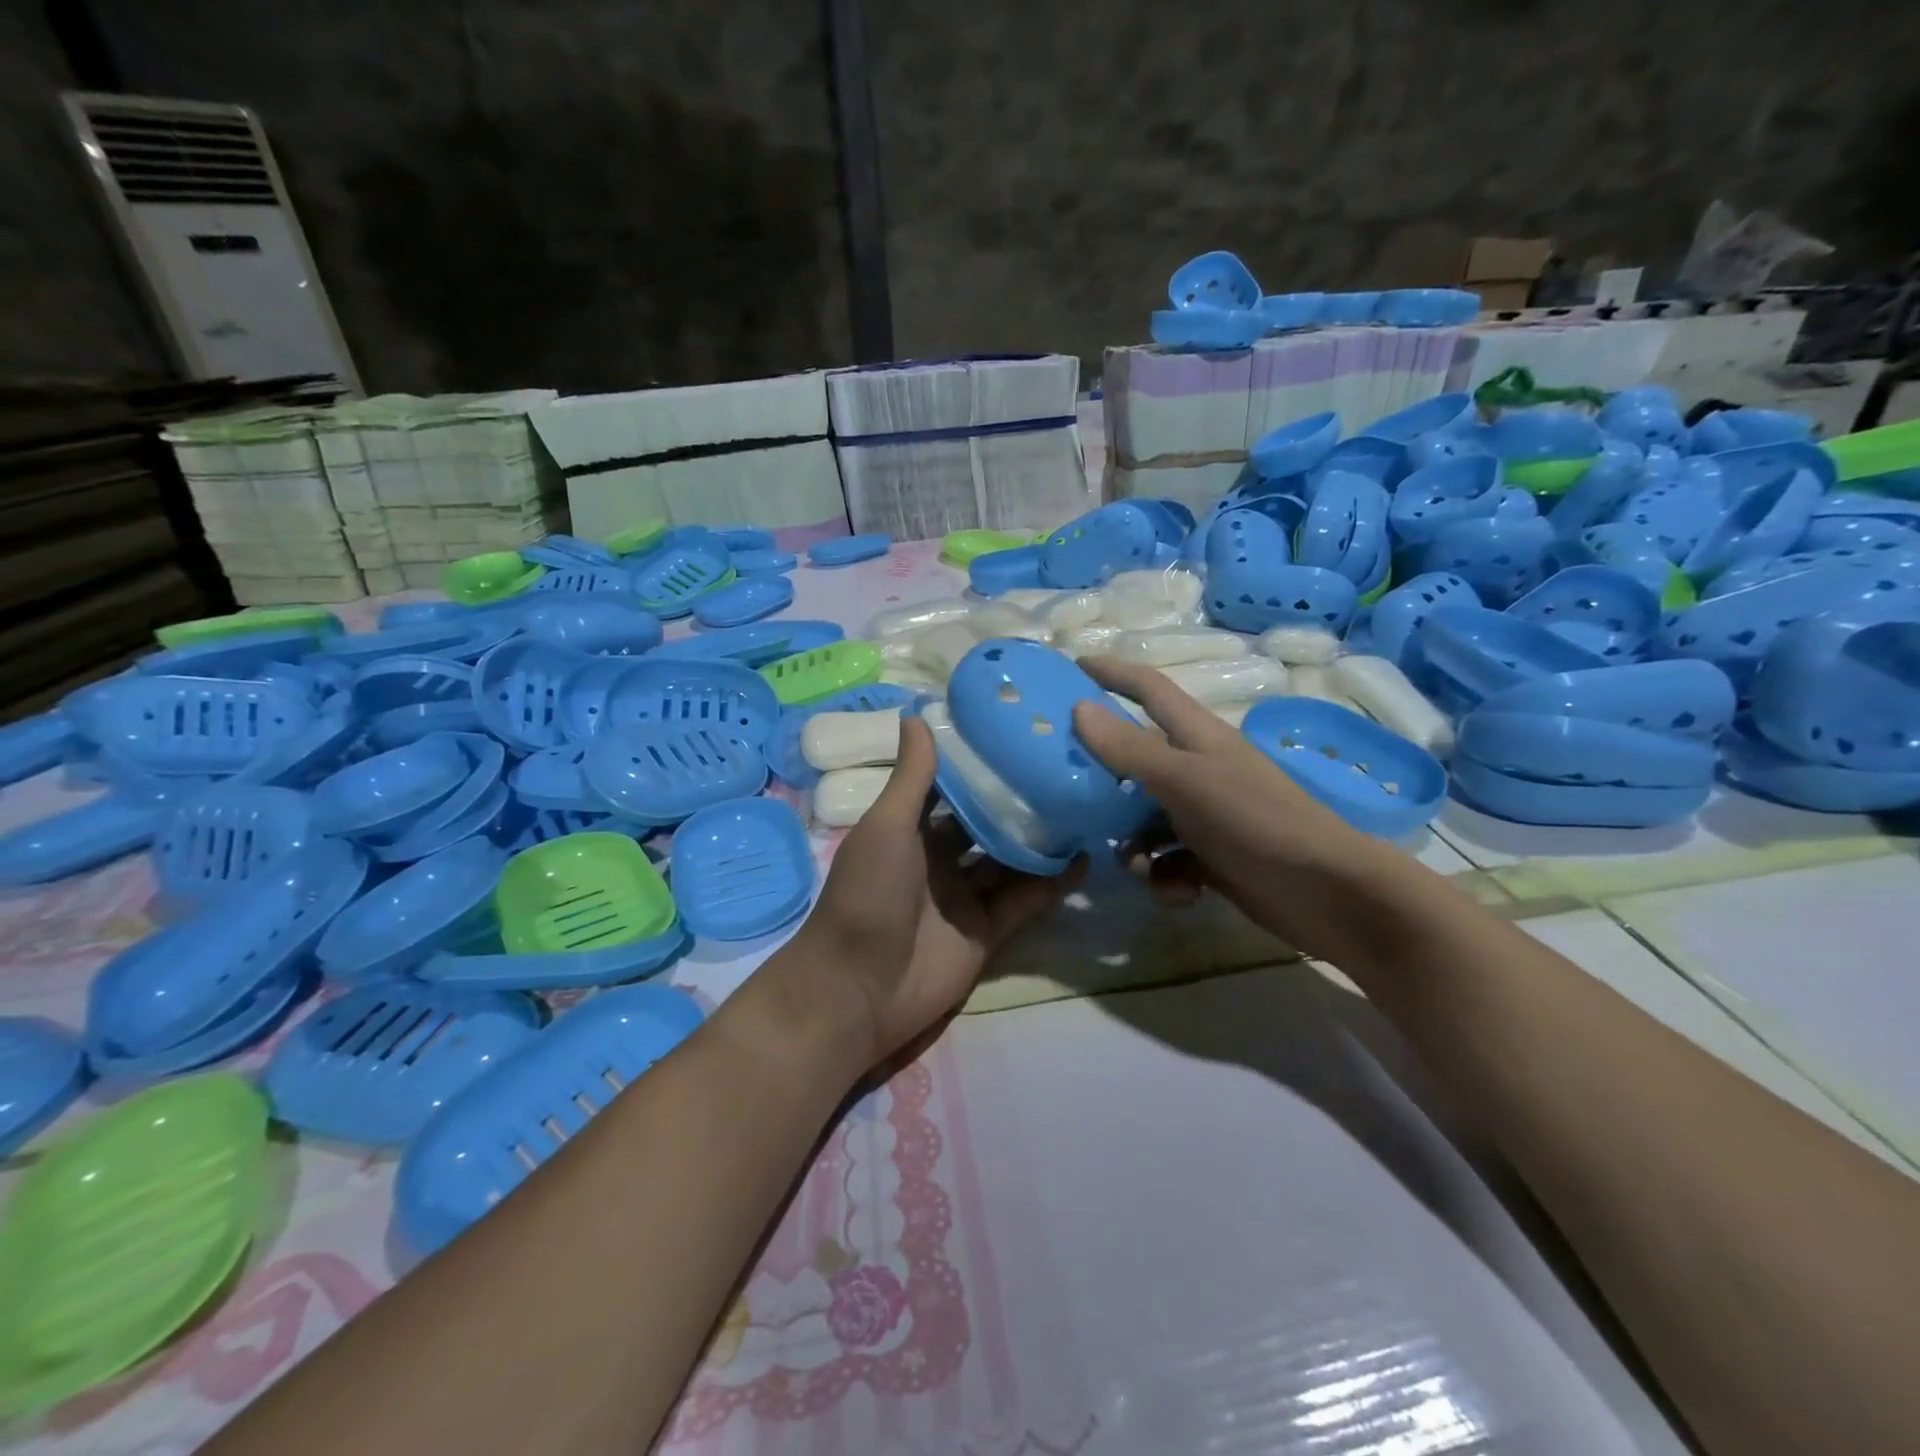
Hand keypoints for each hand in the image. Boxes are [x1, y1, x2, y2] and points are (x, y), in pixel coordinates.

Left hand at [794, 716, 1084, 1065]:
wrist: (860, 988)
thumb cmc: (867, 894)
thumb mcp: (886, 826)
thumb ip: (911, 777)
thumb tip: (916, 713)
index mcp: (911, 830)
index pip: (952, 788)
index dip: (980, 763)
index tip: (1018, 732)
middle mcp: (941, 859)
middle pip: (988, 823)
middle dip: (1020, 800)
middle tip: (1066, 768)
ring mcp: (966, 896)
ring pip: (1012, 860)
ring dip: (1042, 839)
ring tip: (1085, 806)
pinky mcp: (989, 931)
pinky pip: (1025, 901)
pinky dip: (1052, 883)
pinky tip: (1084, 859)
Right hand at [1070, 656, 1386, 960]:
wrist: (1325, 893)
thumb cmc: (1255, 821)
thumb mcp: (1184, 780)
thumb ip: (1129, 748)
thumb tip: (1078, 708)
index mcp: (1196, 736)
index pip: (1149, 689)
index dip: (1113, 672)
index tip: (1072, 665)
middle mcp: (1198, 769)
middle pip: (1136, 761)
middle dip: (1105, 779)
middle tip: (1068, 790)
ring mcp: (1205, 815)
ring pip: (1144, 819)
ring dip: (1133, 844)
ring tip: (1137, 863)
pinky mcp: (1211, 858)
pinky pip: (1167, 861)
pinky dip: (1166, 878)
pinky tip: (1180, 891)